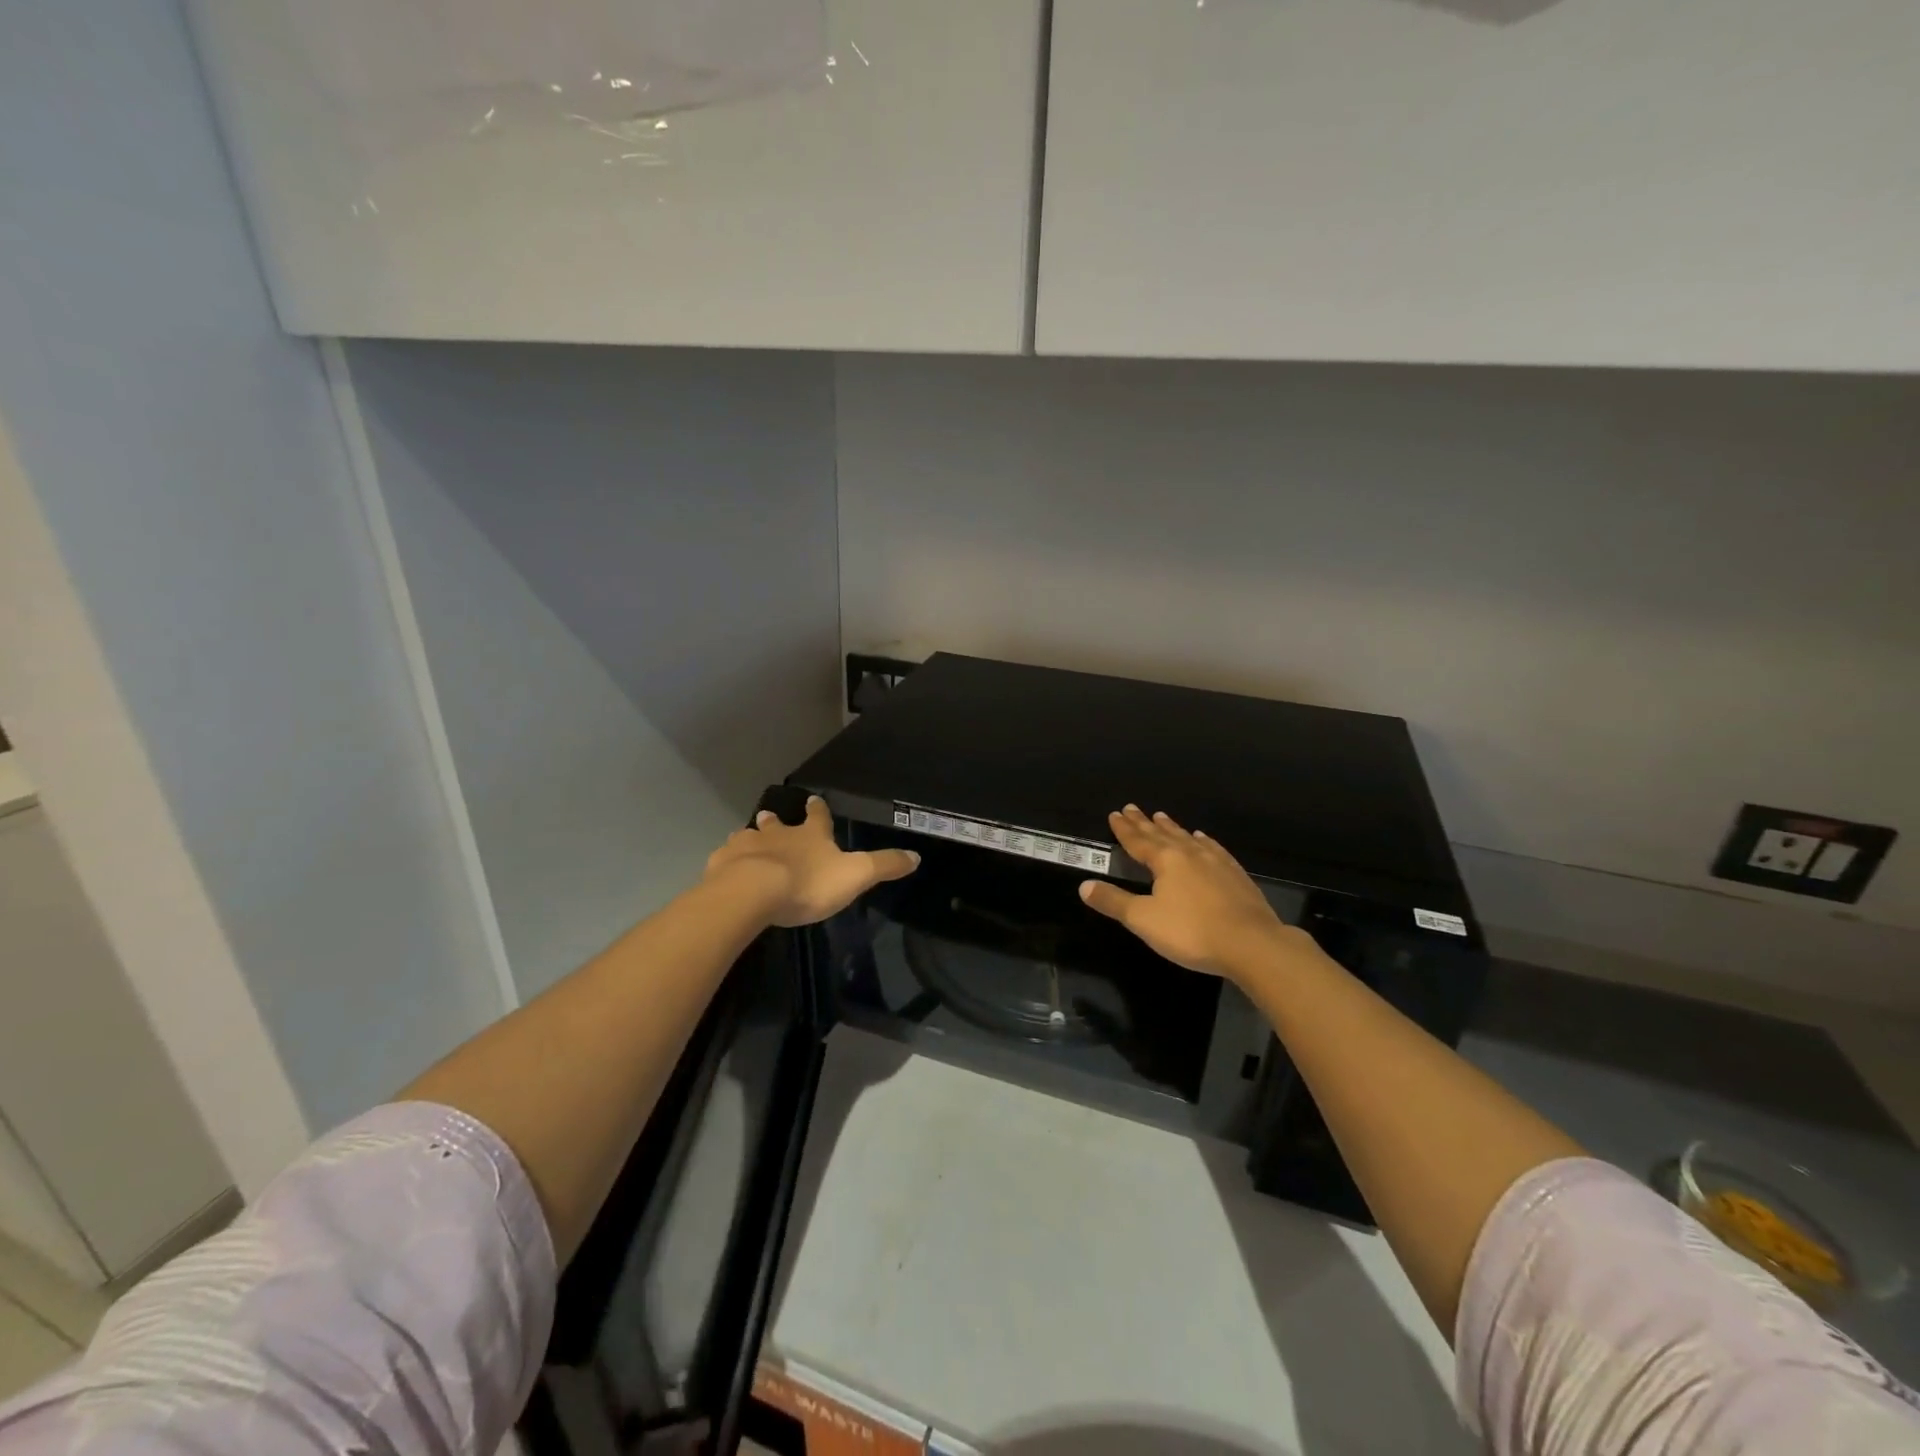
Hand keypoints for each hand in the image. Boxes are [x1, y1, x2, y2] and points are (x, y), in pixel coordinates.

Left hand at [705, 795, 918, 927]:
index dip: (818, 810)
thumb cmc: (808, 883)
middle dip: (776, 821)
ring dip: (750, 838)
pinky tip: (724, 868)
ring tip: (746, 840)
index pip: (818, 817)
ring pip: (748, 837)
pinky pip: (724, 859)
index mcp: (810, 835)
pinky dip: (727, 861)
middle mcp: (778, 834)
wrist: (753, 893)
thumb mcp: (855, 875)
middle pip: (776, 823)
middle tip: (770, 815)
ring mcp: (746, 847)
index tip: (814, 799)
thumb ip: (884, 865)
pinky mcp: (722, 865)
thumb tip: (916, 856)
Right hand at [1079, 806, 1299, 979]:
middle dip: (1144, 822)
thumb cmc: (1191, 932)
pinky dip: (1203, 841)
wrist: (1252, 944)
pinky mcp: (1236, 874)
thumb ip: (1114, 901)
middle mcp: (1189, 854)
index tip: (1115, 813)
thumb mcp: (1143, 920)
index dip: (1124, 829)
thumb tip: (1084, 886)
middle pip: (1162, 834)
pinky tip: (1202, 839)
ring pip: (1188, 838)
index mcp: (1165, 861)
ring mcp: (1216, 862)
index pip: (1138, 840)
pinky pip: (1213, 849)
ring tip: (1162, 817)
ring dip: (1172, 828)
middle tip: (1133, 808)